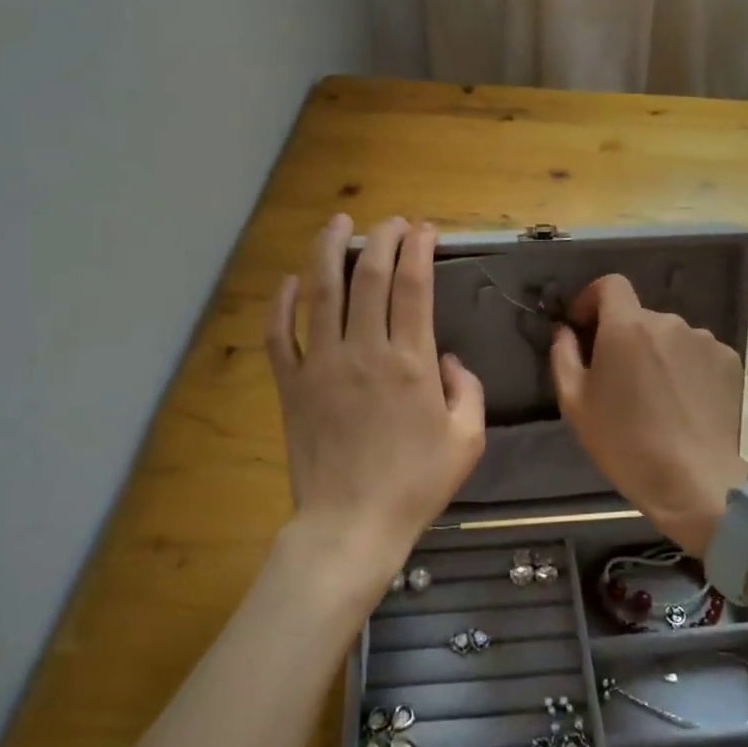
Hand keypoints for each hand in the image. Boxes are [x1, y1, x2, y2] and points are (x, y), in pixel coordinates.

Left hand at [267, 216, 485, 589]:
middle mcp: (365, 351)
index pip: (414, 285)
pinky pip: (280, 335)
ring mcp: (322, 364)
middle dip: (382, 238)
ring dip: (330, 250)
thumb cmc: (415, 484)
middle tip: (391, 222)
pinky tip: (290, 281)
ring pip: (322, 291)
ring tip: (338, 223)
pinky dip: (282, 303)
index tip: (423, 230)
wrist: (351, 524)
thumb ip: (466, 389)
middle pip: (370, 276)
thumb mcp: (466, 440)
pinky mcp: (292, 385)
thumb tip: (446, 358)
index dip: (418, 248)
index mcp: (410, 362)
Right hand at [549, 275, 747, 556]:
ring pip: (669, 336)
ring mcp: (704, 340)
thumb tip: (565, 332)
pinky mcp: (729, 360)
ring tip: (655, 397)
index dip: (593, 299)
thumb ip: (564, 356)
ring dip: (657, 353)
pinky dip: (686, 368)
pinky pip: (697, 353)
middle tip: (618, 379)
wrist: (693, 480)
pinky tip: (683, 402)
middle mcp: (668, 322)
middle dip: (624, 337)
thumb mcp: (575, 403)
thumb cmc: (624, 442)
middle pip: (639, 316)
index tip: (585, 328)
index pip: (610, 284)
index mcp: (627, 326)